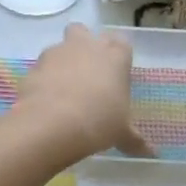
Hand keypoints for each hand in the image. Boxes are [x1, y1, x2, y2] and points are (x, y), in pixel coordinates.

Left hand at [12, 23, 154, 161]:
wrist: (53, 124)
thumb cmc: (99, 122)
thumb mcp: (121, 133)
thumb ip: (134, 139)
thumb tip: (151, 153)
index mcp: (115, 56)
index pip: (121, 42)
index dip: (118, 55)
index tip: (116, 73)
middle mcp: (86, 46)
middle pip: (84, 32)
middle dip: (84, 45)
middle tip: (88, 71)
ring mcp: (57, 53)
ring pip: (59, 47)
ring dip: (62, 62)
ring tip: (64, 89)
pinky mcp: (34, 66)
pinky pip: (41, 68)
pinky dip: (43, 79)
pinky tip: (46, 100)